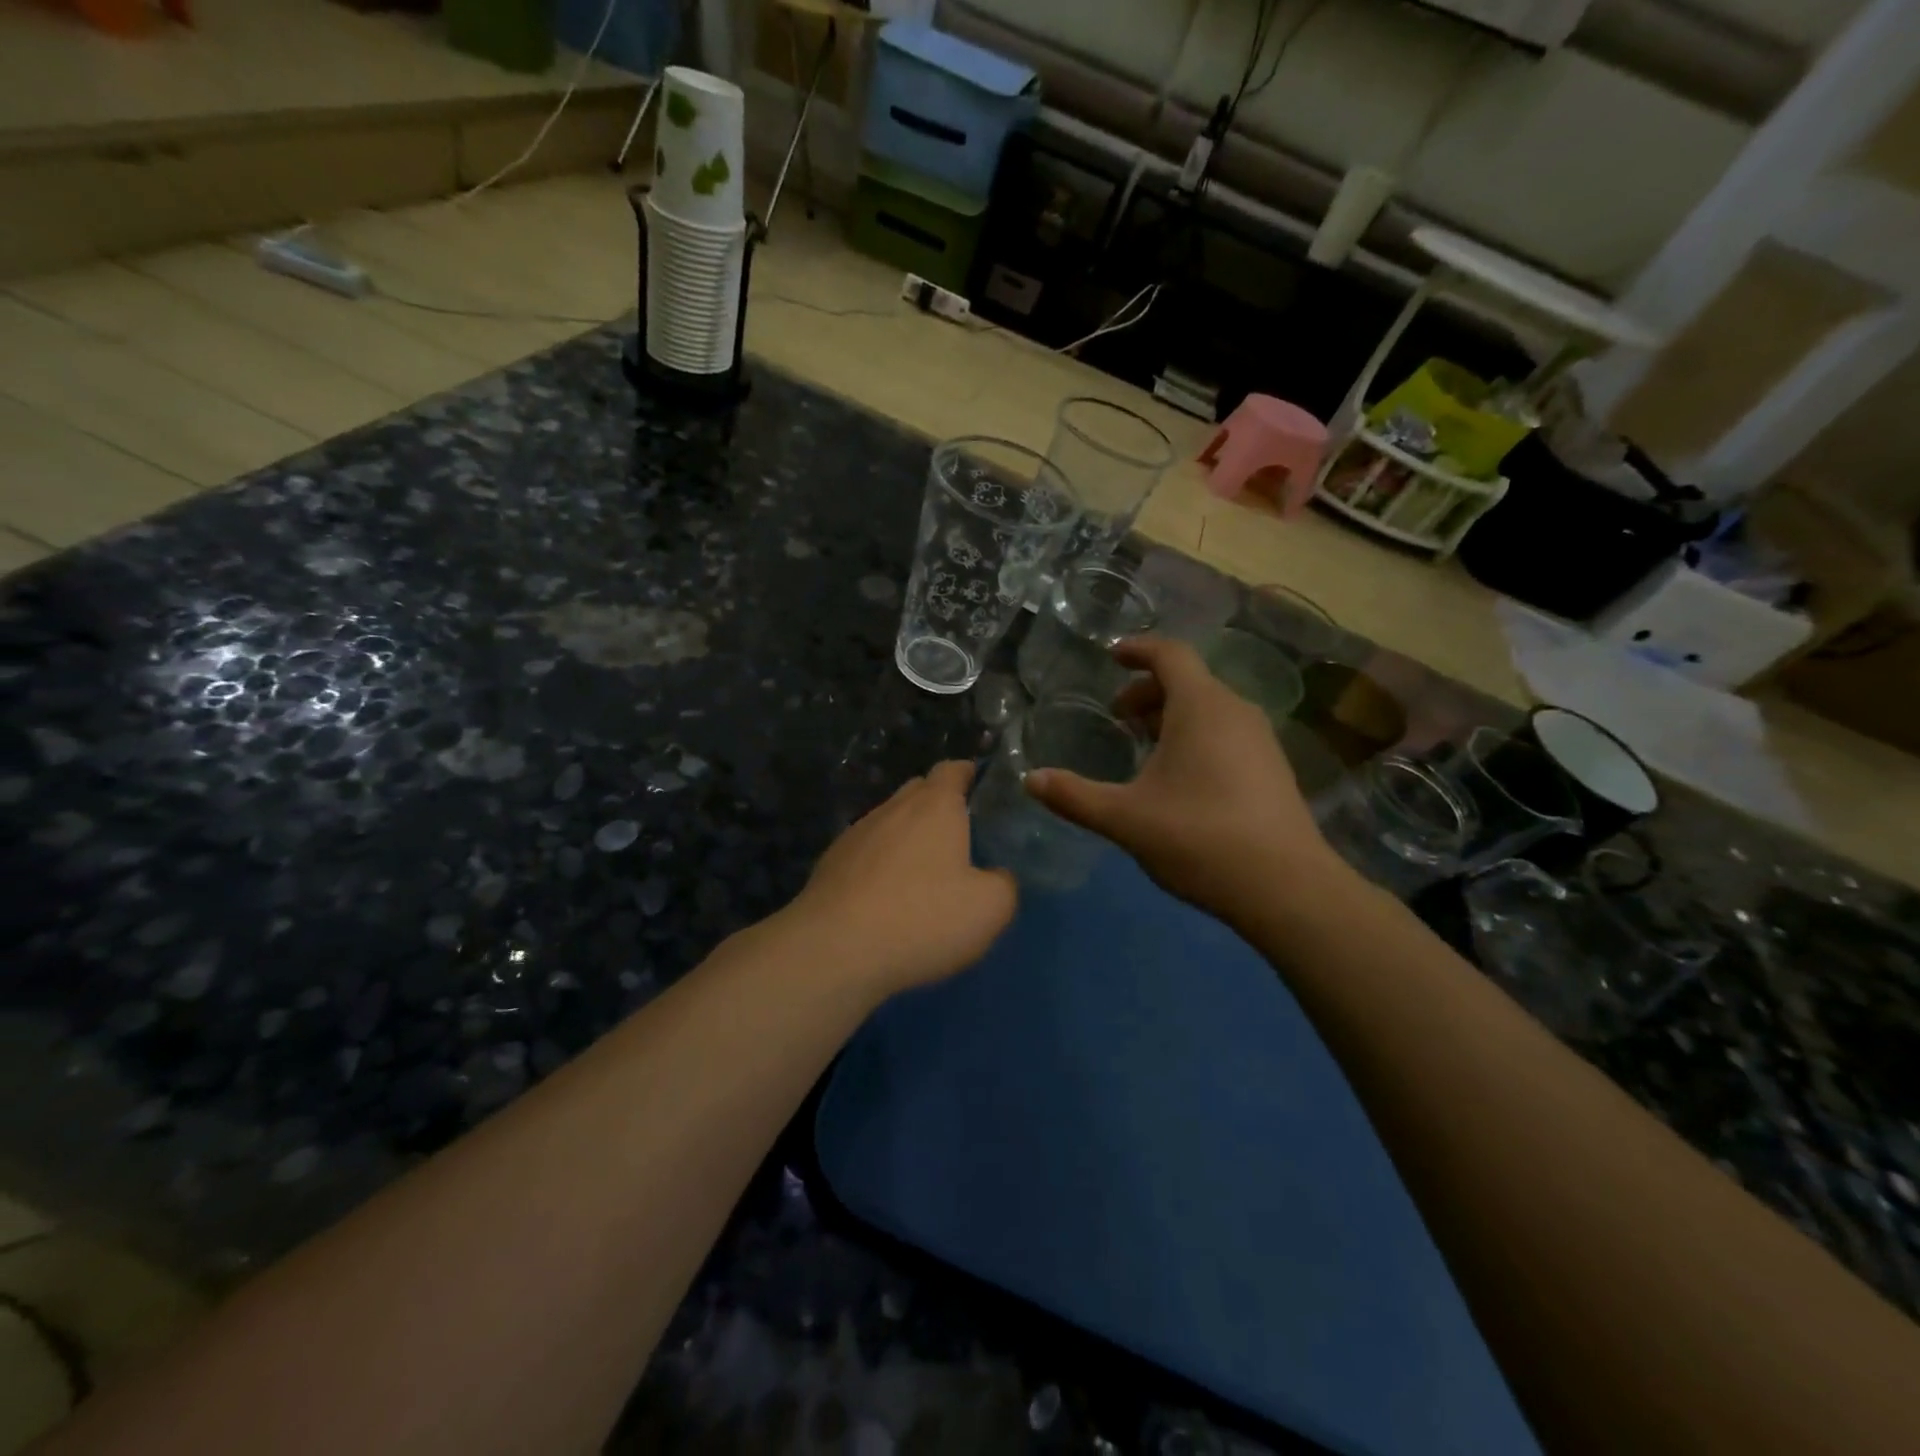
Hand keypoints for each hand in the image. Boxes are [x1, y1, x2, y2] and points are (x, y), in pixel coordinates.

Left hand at [786, 760, 1016, 997]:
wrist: (834, 951)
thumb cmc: (922, 919)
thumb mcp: (989, 908)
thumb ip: (1004, 884)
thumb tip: (997, 876)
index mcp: (934, 807)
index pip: (951, 770)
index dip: (967, 773)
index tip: (979, 785)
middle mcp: (892, 809)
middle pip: (918, 791)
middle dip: (938, 803)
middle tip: (959, 833)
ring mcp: (855, 835)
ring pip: (889, 821)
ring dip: (907, 836)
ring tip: (923, 869)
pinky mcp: (830, 865)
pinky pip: (865, 852)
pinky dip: (881, 863)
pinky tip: (887, 895)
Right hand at [1024, 636, 1349, 924]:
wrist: (1285, 887)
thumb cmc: (1199, 837)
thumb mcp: (1125, 818)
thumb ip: (1074, 796)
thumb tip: (1030, 780)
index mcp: (1201, 707)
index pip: (1169, 654)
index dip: (1137, 649)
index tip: (1111, 657)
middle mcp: (1235, 711)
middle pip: (1189, 681)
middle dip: (1148, 690)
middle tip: (1118, 717)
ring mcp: (1261, 740)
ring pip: (1209, 709)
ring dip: (1172, 715)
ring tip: (1144, 745)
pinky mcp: (1273, 769)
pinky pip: (1226, 732)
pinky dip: (1196, 736)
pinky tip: (1180, 779)